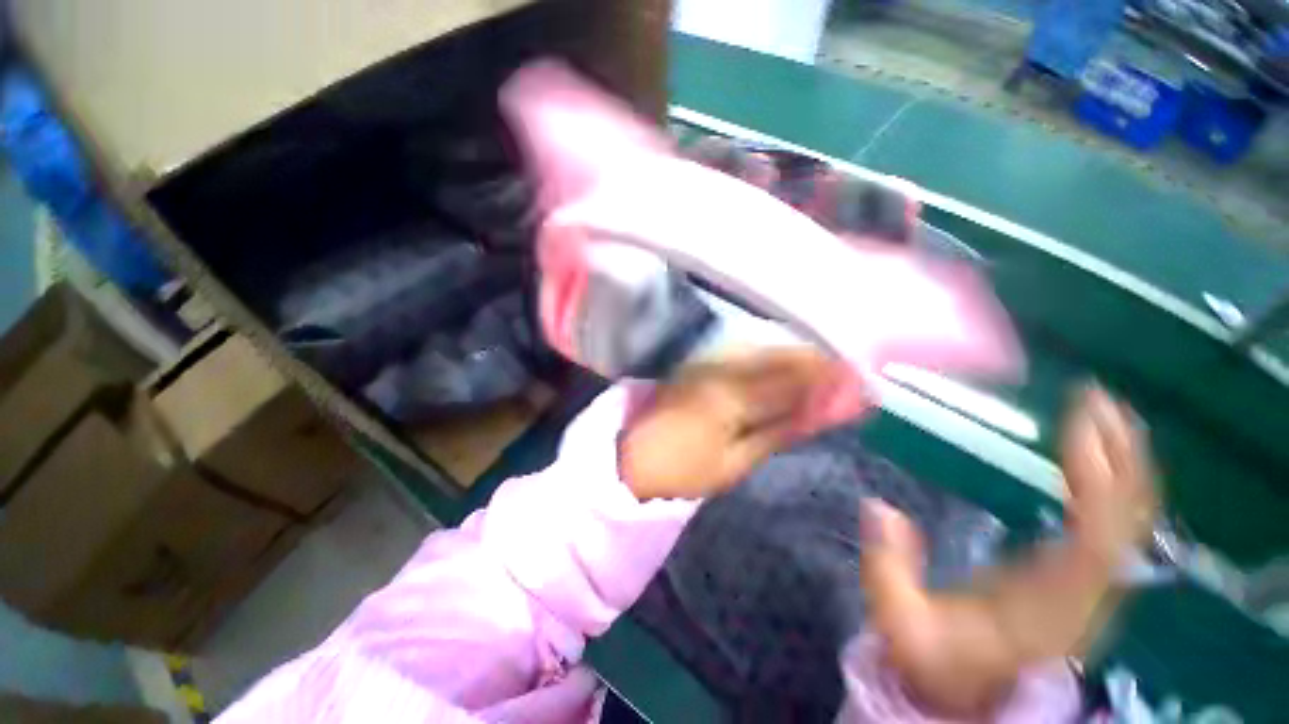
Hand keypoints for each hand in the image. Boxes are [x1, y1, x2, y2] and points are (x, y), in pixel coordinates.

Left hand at [619, 348, 850, 499]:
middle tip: (853, 382)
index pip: (793, 376)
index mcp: (731, 392)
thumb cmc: (682, 470)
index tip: (864, 385)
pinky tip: (792, 374)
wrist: (630, 459)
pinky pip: (747, 357)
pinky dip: (775, 364)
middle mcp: (721, 365)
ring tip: (831, 378)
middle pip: (783, 356)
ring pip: (767, 352)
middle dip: (822, 365)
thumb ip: (781, 429)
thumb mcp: (736, 462)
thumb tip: (826, 410)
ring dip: (801, 362)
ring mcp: (709, 361)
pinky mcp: (702, 364)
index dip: (832, 378)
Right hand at [860, 385, 1158, 717]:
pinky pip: (1114, 526)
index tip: (1080, 423)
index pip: (1096, 540)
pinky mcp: (1079, 579)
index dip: (1100, 480)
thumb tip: (879, 507)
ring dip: (1124, 464)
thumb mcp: (899, 621)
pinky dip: (1113, 485)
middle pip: (1127, 523)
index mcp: (1047, 606)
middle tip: (1097, 398)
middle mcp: (1084, 595)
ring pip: (1129, 523)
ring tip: (1105, 413)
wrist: (966, 694)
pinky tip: (1098, 457)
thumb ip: (888, 569)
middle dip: (1122, 456)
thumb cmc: (935, 658)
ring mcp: (1088, 588)